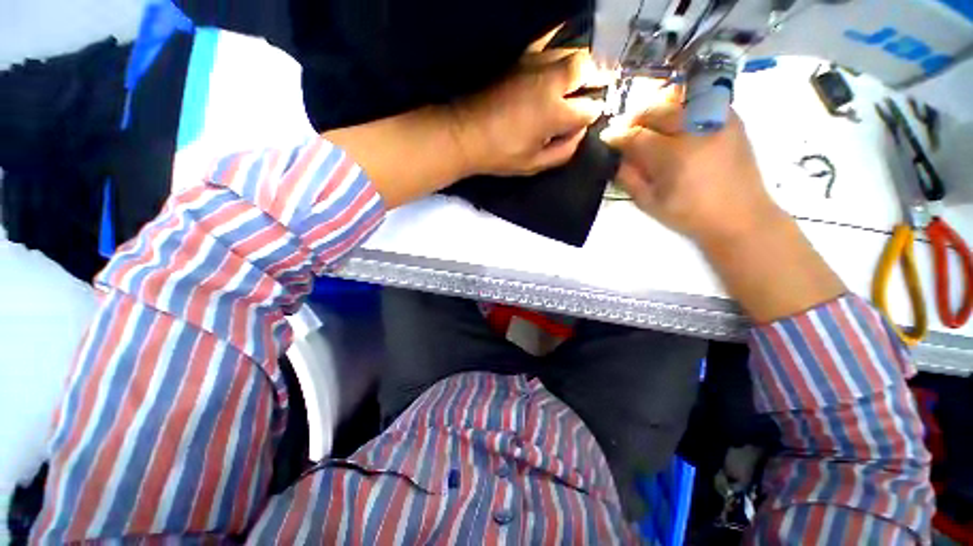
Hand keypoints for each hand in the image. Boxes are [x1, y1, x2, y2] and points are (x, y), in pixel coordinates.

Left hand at [449, 50, 605, 176]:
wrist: (466, 134)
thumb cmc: (500, 155)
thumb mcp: (534, 165)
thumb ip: (563, 151)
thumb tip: (580, 133)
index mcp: (554, 113)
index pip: (589, 107)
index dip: (592, 114)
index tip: (588, 118)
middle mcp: (549, 82)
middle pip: (586, 67)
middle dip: (596, 78)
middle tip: (593, 90)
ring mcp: (534, 65)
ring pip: (570, 52)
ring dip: (580, 64)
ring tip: (579, 79)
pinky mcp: (520, 59)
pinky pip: (546, 41)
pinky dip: (558, 42)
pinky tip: (560, 54)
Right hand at [604, 101, 785, 244]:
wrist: (740, 216)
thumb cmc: (689, 214)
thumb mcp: (649, 203)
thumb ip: (628, 178)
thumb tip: (615, 157)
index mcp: (674, 156)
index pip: (636, 136)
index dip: (616, 136)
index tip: (606, 138)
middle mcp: (696, 129)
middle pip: (655, 109)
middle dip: (633, 118)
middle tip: (623, 130)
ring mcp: (717, 119)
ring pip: (676, 97)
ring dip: (654, 107)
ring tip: (646, 123)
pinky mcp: (731, 117)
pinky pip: (698, 98)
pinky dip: (679, 104)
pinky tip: (672, 121)